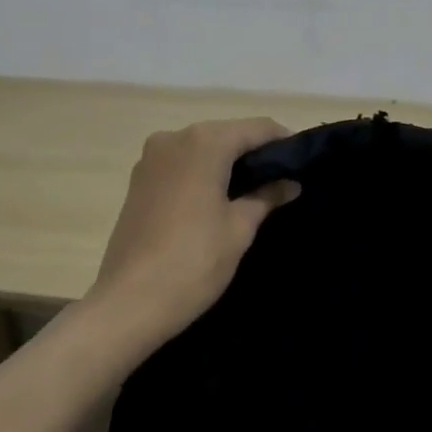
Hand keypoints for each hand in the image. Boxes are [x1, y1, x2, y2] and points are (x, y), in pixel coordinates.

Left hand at [87, 117, 301, 345]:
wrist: (129, 303)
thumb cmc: (194, 261)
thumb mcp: (240, 228)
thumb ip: (266, 196)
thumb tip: (289, 183)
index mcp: (204, 142)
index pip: (257, 128)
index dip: (283, 141)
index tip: (302, 163)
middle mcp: (174, 138)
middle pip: (226, 134)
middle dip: (255, 152)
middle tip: (282, 180)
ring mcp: (150, 158)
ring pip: (202, 148)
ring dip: (227, 163)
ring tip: (254, 191)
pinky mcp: (137, 180)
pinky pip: (181, 164)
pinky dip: (202, 173)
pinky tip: (218, 198)